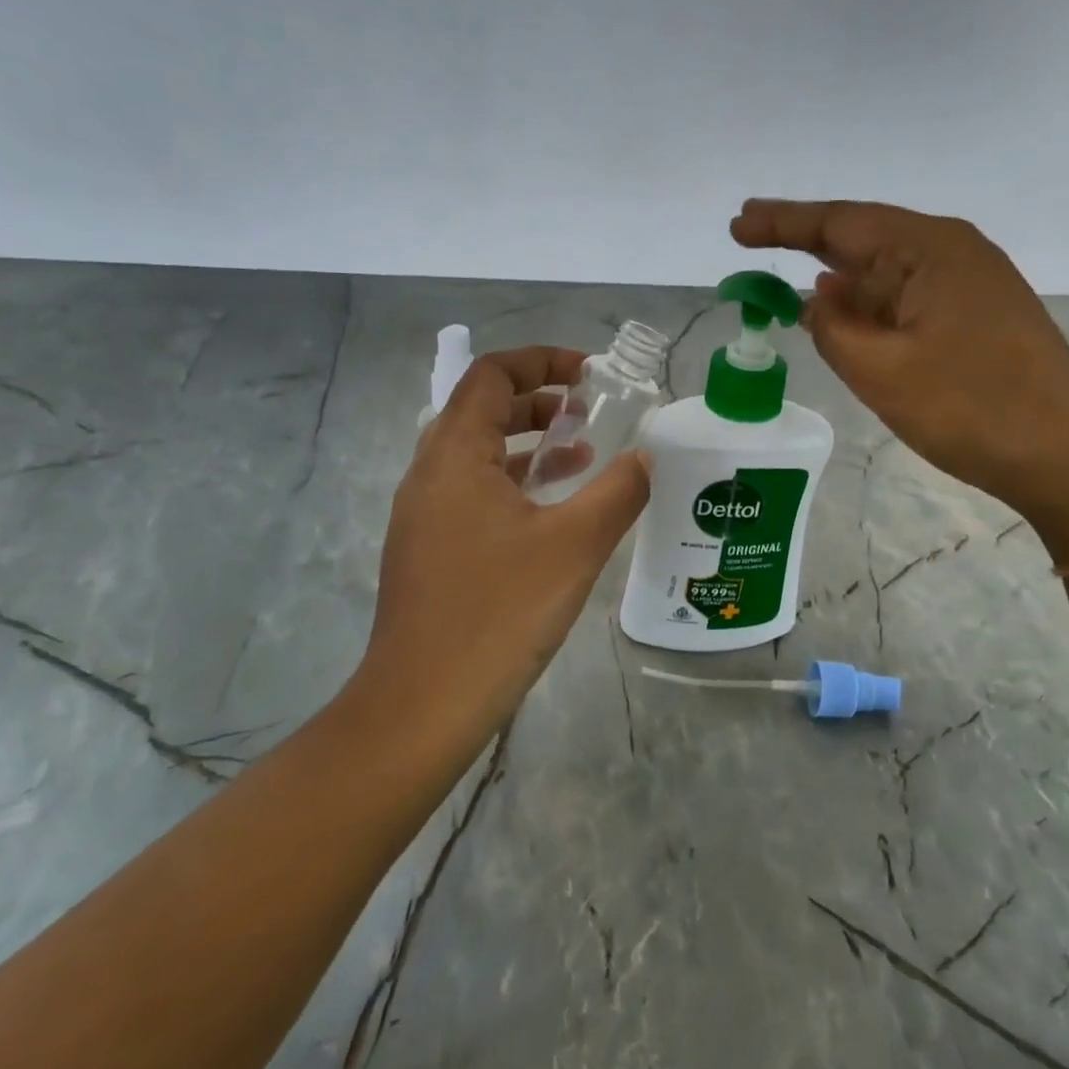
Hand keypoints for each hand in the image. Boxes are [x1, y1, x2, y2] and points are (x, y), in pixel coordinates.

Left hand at [348, 348, 650, 767]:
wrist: (422, 707)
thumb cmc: (498, 613)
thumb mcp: (574, 546)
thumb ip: (618, 491)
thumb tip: (647, 457)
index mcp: (454, 456)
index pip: (490, 376)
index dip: (541, 361)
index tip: (590, 375)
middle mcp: (429, 474)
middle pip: (481, 410)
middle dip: (538, 401)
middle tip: (589, 411)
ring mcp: (424, 515)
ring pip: (477, 454)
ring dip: (527, 443)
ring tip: (581, 454)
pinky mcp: (429, 549)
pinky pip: (473, 492)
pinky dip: (514, 482)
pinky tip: (553, 512)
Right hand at [731, 199, 1068, 531]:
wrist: (1066, 456)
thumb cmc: (969, 409)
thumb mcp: (880, 371)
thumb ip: (833, 328)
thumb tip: (816, 301)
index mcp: (929, 249)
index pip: (841, 222)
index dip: (783, 223)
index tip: (738, 224)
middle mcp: (953, 251)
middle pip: (865, 238)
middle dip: (806, 243)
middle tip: (751, 238)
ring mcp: (972, 283)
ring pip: (888, 272)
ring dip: (839, 279)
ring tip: (788, 284)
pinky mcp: (980, 315)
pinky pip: (909, 298)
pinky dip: (871, 304)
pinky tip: (846, 314)